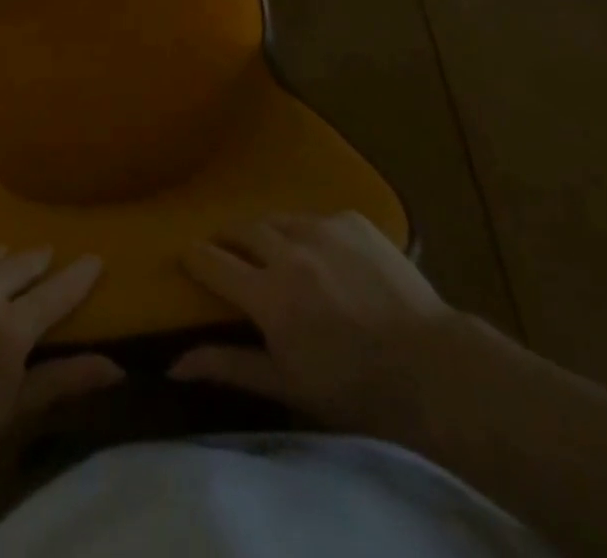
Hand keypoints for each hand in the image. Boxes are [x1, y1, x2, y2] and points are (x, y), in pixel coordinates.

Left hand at [0, 247, 122, 506]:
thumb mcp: (11, 415)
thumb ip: (62, 381)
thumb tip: (115, 365)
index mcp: (9, 329)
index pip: (55, 293)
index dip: (79, 275)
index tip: (95, 257)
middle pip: (19, 265)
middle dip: (38, 261)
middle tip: (48, 256)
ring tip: (6, 258)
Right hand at [169, 211, 462, 444]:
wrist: (432, 367)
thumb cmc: (354, 389)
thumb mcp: (287, 385)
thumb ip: (229, 366)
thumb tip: (174, 363)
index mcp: (268, 294)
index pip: (213, 262)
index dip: (195, 257)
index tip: (186, 255)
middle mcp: (289, 250)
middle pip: (242, 229)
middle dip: (228, 238)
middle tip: (227, 252)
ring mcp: (323, 228)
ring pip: (278, 218)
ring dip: (267, 232)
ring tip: (272, 249)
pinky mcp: (353, 220)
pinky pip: (317, 217)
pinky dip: (309, 232)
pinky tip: (322, 254)